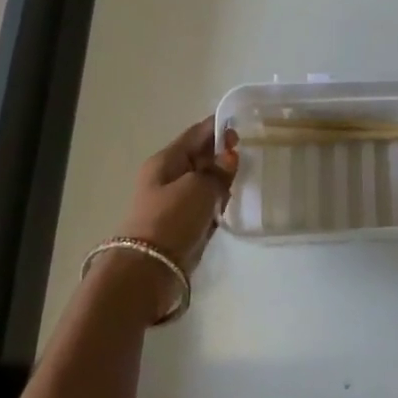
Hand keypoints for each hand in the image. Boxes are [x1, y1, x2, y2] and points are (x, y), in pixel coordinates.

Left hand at [113, 116, 239, 275]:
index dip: (218, 128)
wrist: (147, 271)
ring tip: (244, 177)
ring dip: (220, 179)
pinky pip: (203, 205)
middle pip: (199, 157)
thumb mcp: (199, 187)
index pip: (195, 134)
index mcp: (165, 160)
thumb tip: (229, 156)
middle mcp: (167, 177)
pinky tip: (230, 204)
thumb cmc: (171, 219)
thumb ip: (218, 170)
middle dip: (221, 153)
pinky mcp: (181, 225)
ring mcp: (173, 203)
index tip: (243, 126)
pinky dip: (216, 202)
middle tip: (249, 153)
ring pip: (203, 182)